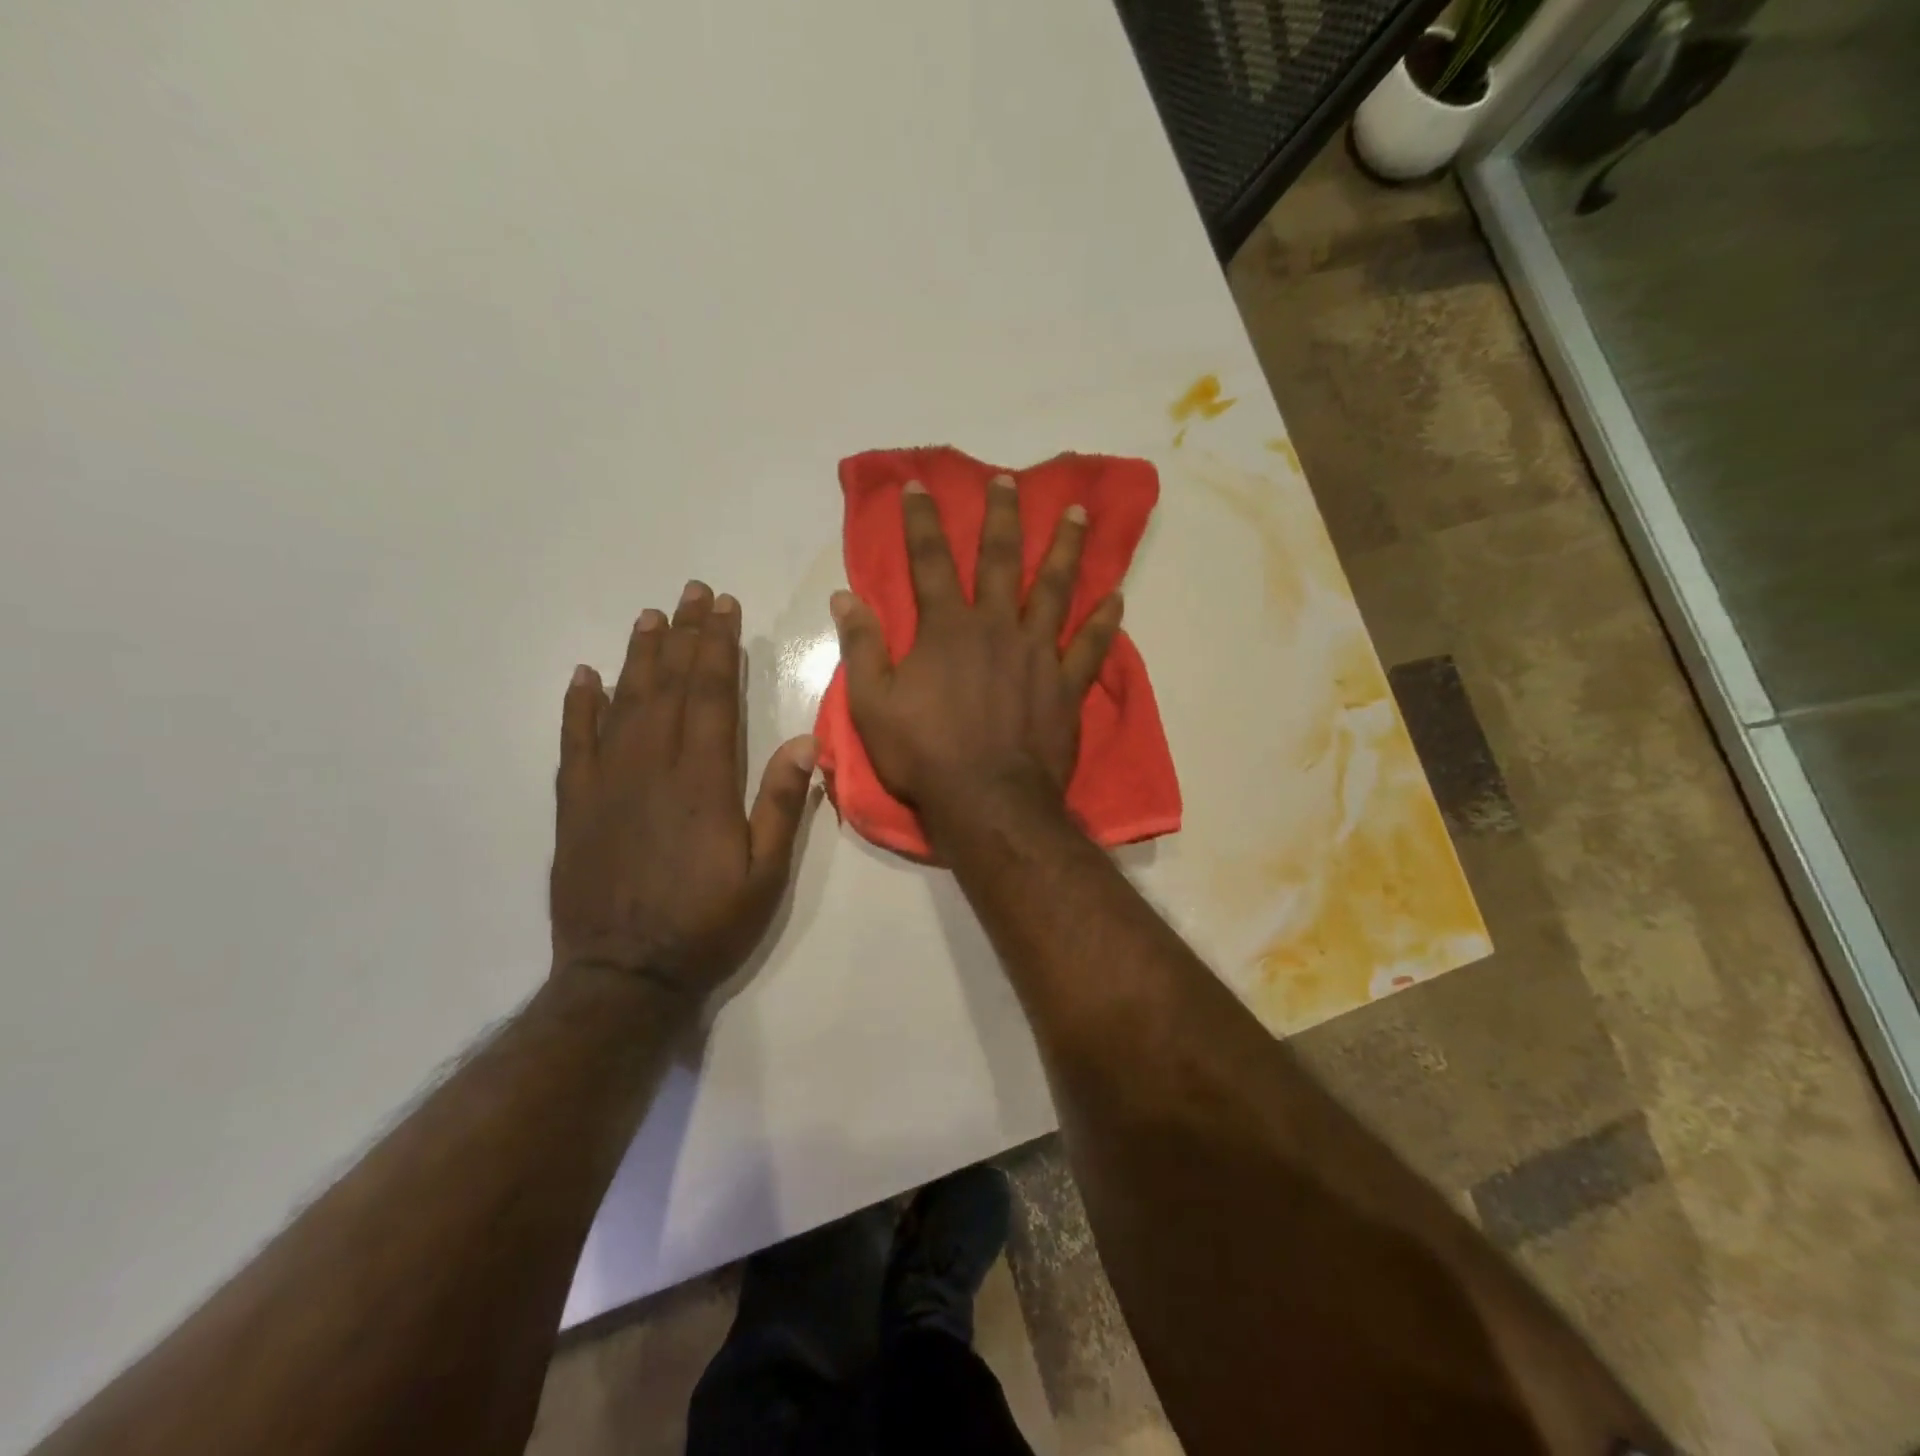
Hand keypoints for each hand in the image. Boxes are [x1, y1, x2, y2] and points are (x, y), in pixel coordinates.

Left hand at [550, 581, 817, 1002]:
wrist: (625, 979)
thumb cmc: (707, 926)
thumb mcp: (765, 875)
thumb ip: (782, 806)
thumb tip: (802, 742)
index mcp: (703, 782)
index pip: (712, 696)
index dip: (718, 647)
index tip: (724, 608)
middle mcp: (652, 769)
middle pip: (669, 687)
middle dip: (684, 636)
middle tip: (692, 593)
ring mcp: (607, 785)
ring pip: (624, 704)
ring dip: (639, 657)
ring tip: (651, 617)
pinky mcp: (576, 807)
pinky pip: (575, 744)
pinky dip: (579, 706)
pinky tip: (585, 676)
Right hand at [831, 476, 1121, 826]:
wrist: (988, 801)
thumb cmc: (924, 755)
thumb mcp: (873, 704)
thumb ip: (862, 647)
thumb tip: (843, 597)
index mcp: (947, 629)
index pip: (930, 561)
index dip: (922, 521)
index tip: (918, 485)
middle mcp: (996, 628)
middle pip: (1001, 560)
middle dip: (1002, 516)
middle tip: (1010, 481)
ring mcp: (1037, 654)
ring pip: (1055, 589)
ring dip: (1066, 549)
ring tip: (1079, 513)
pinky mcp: (1066, 685)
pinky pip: (1090, 646)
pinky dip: (1104, 622)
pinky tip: (1117, 597)